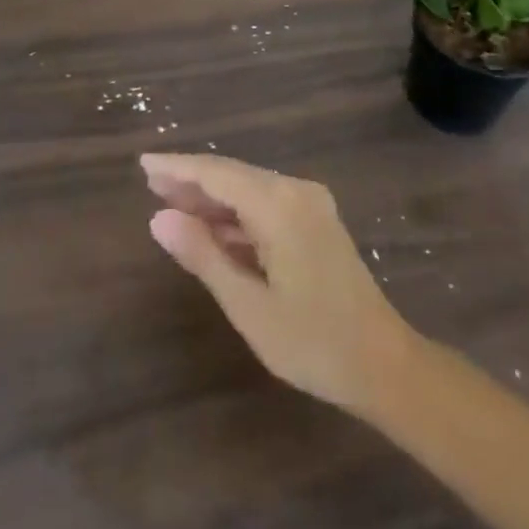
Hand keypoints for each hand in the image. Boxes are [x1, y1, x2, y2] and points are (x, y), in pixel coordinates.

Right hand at [142, 153, 415, 415]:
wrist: (384, 364)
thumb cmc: (313, 341)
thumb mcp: (248, 305)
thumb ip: (203, 256)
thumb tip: (159, 219)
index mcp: (279, 204)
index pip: (217, 173)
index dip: (178, 167)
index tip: (144, 164)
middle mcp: (296, 191)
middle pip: (233, 175)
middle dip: (191, 180)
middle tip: (150, 185)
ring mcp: (310, 204)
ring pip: (250, 190)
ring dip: (213, 199)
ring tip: (171, 205)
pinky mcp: (316, 221)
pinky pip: (266, 205)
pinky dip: (236, 215)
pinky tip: (212, 230)